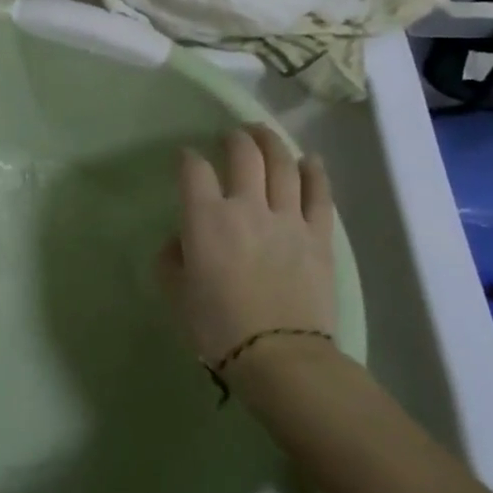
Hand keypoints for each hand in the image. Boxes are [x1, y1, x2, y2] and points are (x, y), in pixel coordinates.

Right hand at [157, 124, 338, 366]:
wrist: (279, 357)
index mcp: (206, 218)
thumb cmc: (217, 327)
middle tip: (231, 136)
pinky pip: (319, 194)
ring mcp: (287, 218)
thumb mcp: (175, 292)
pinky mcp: (318, 236)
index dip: (187, 158)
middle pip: (243, 154)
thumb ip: (172, 257)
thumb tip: (183, 239)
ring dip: (272, 143)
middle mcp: (247, 206)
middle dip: (234, 138)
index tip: (185, 159)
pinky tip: (310, 160)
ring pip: (283, 165)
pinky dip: (315, 172)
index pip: (194, 170)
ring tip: (263, 134)